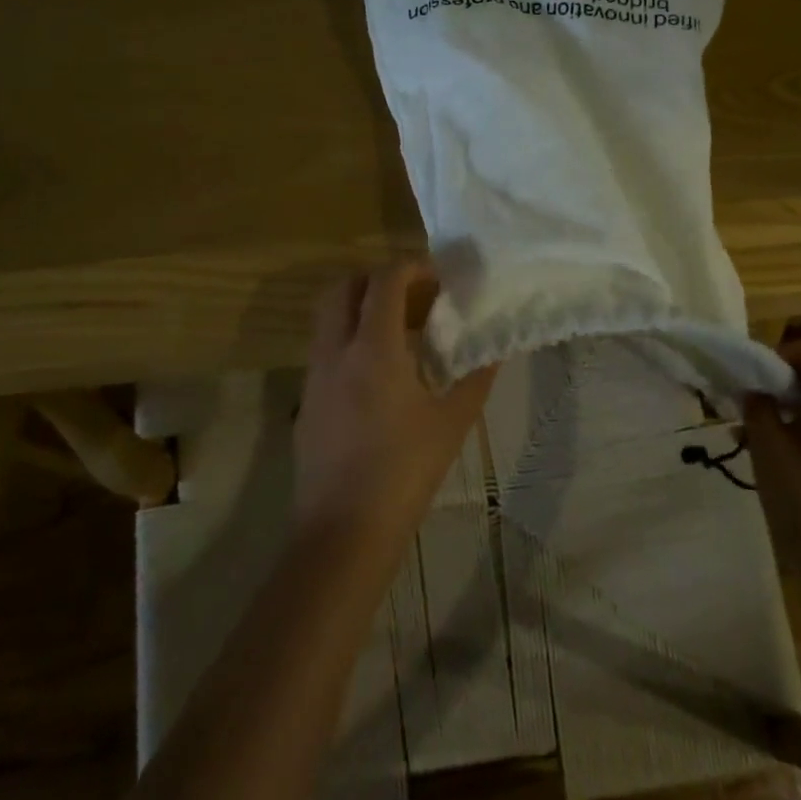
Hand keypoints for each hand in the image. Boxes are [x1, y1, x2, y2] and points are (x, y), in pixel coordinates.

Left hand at [293, 260, 496, 548]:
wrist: (343, 531)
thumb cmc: (404, 472)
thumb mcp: (452, 423)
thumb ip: (475, 378)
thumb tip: (495, 350)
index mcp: (373, 349)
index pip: (385, 281)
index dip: (412, 268)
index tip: (439, 278)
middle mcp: (336, 351)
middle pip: (344, 287)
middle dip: (378, 279)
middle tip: (415, 297)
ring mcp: (314, 374)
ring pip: (328, 315)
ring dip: (360, 306)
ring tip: (401, 330)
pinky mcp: (305, 399)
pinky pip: (324, 346)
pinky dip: (349, 336)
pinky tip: (380, 370)